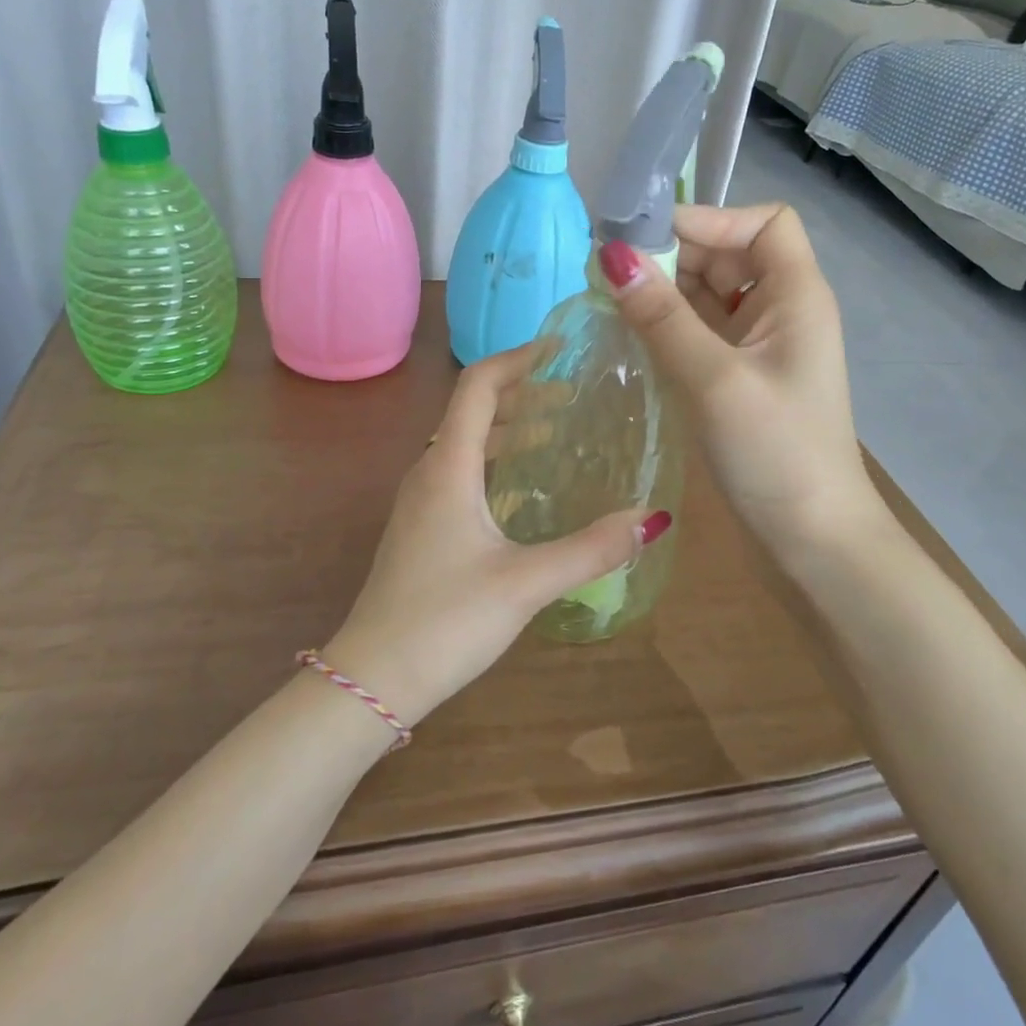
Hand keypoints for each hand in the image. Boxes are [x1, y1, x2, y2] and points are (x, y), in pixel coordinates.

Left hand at [322, 344, 668, 728]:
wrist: (371, 677)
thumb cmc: (445, 621)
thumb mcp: (526, 583)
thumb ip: (591, 550)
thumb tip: (654, 519)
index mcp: (448, 467)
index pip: (478, 386)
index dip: (517, 359)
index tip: (558, 348)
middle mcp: (429, 472)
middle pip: (472, 410)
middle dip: (521, 393)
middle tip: (572, 392)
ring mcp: (420, 501)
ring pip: (464, 442)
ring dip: (507, 427)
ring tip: (556, 431)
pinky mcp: (421, 528)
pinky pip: (459, 472)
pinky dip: (494, 460)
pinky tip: (522, 487)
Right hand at [598, 203, 883, 559]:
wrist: (811, 540)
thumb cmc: (775, 453)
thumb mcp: (715, 379)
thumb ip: (662, 317)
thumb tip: (611, 256)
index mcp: (796, 296)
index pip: (763, 223)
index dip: (712, 218)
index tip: (649, 240)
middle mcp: (780, 310)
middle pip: (728, 254)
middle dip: (674, 256)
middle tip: (610, 272)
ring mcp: (758, 346)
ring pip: (708, 294)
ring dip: (664, 292)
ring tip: (608, 300)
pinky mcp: (737, 377)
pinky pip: (699, 332)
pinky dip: (667, 326)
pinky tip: (628, 335)